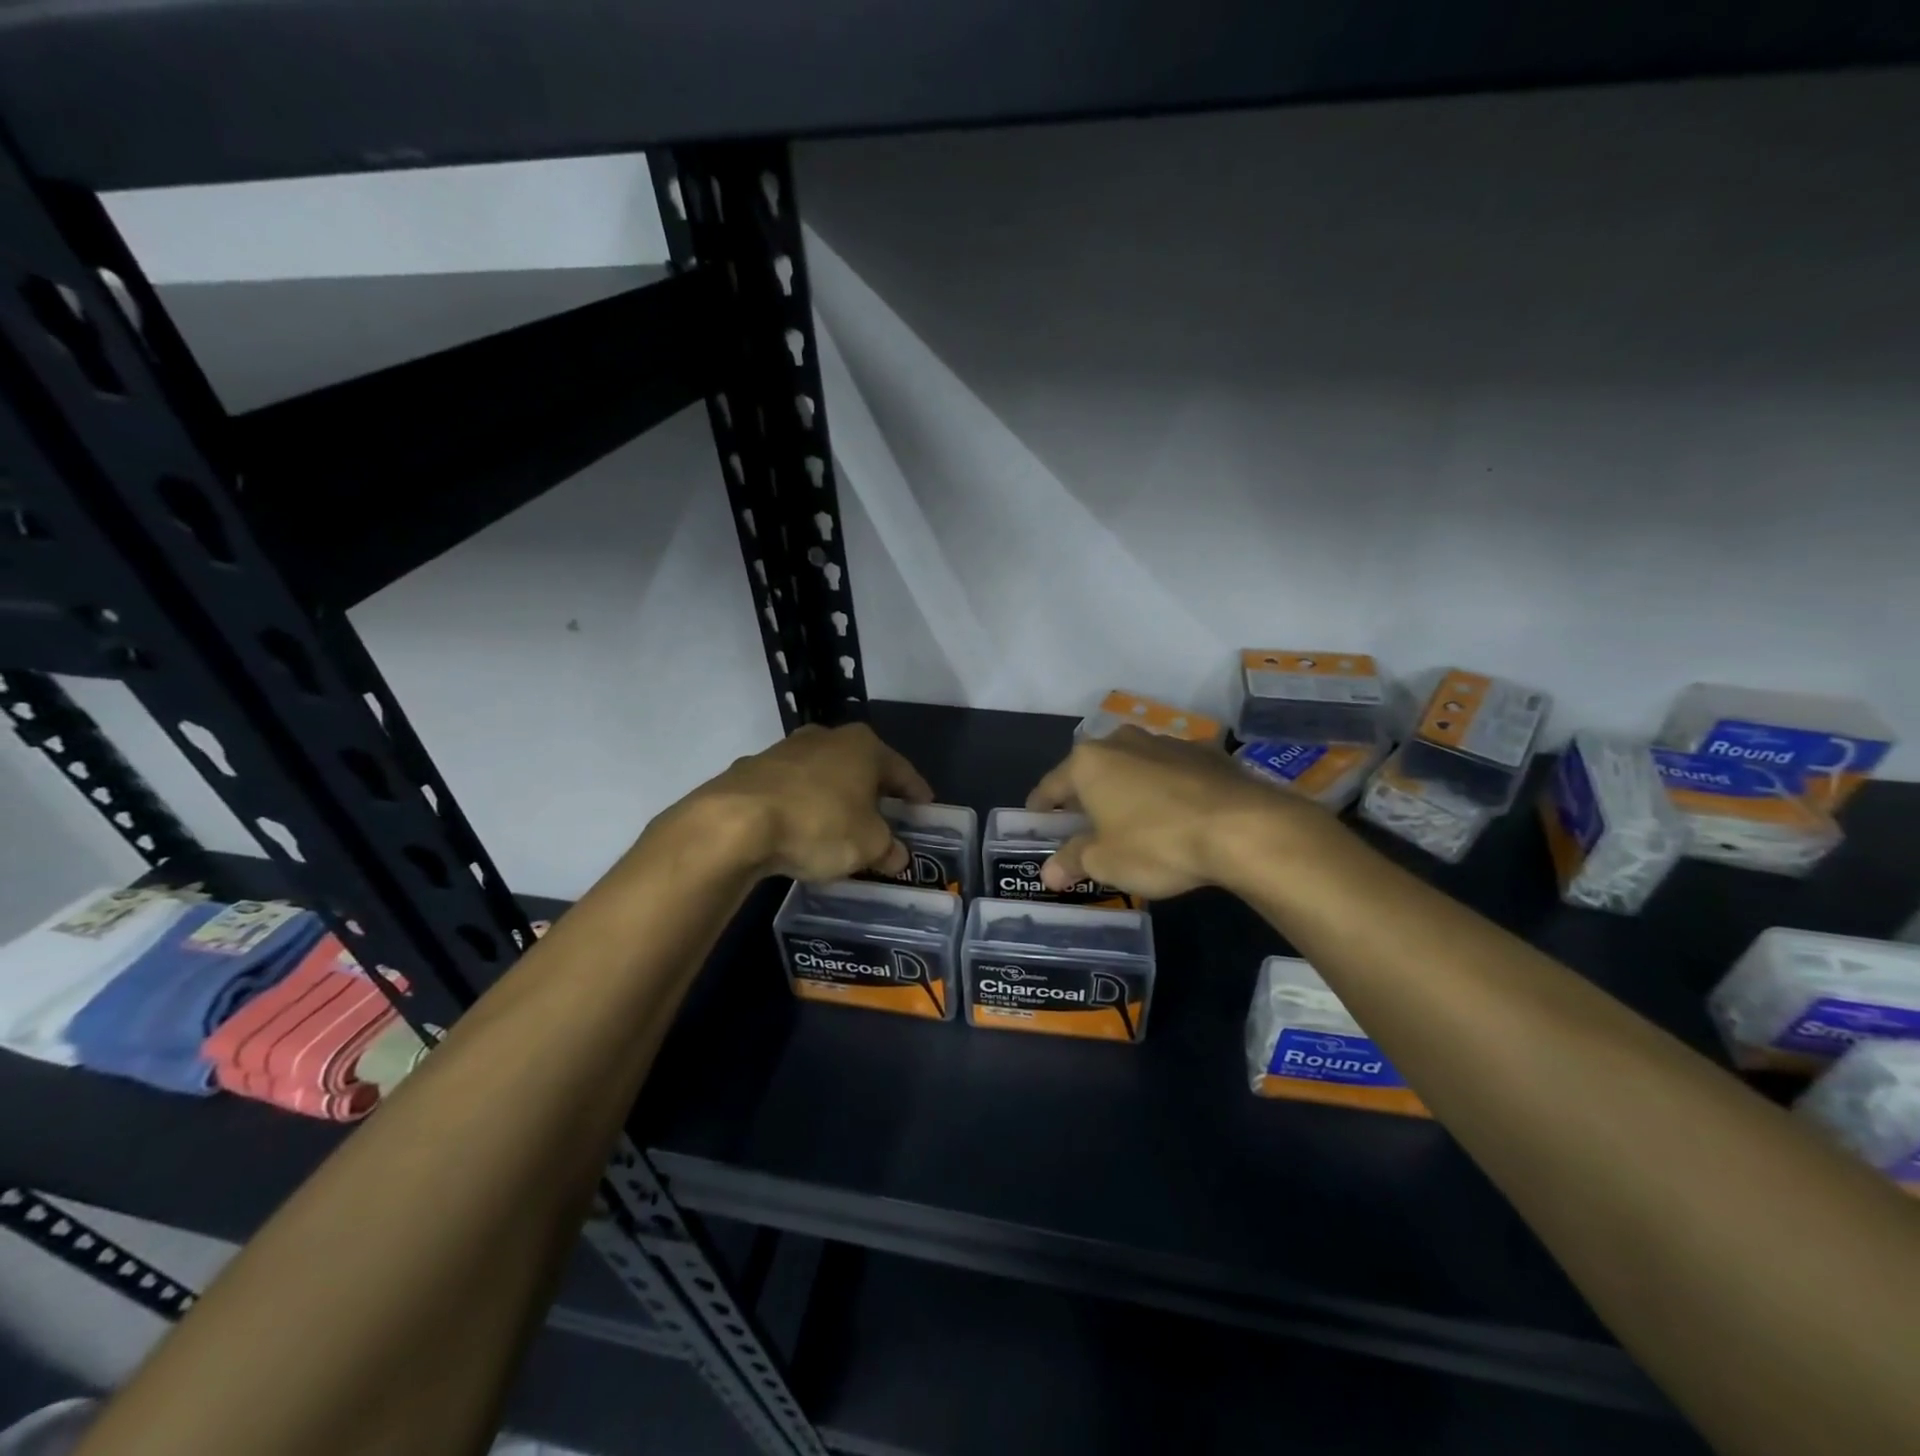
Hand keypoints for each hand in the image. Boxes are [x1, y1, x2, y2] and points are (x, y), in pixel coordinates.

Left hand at [667, 722, 933, 881]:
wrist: (735, 823)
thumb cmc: (819, 824)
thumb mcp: (868, 845)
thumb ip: (888, 849)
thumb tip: (896, 856)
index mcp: (863, 746)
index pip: (902, 770)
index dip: (916, 792)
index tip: (926, 808)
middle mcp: (826, 737)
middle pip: (861, 767)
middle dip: (873, 792)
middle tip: (885, 817)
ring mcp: (785, 750)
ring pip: (823, 776)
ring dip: (835, 798)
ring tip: (841, 827)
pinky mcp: (752, 770)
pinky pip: (791, 790)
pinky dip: (802, 807)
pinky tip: (800, 831)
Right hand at [1027, 727, 1333, 899]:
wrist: (1242, 827)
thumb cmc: (1156, 843)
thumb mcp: (1106, 862)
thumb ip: (1073, 861)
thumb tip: (1048, 873)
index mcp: (1089, 762)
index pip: (1052, 785)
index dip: (1041, 806)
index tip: (1034, 818)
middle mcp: (1123, 741)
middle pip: (1093, 770)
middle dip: (1085, 795)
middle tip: (1081, 822)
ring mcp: (1167, 743)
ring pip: (1133, 766)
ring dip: (1126, 789)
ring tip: (1129, 818)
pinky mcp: (1206, 753)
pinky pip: (1170, 772)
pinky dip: (1163, 789)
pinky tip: (1173, 814)